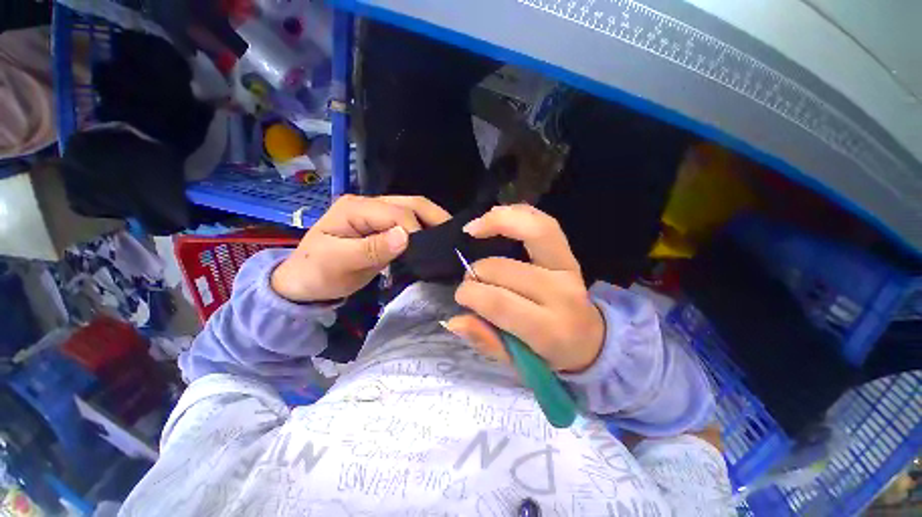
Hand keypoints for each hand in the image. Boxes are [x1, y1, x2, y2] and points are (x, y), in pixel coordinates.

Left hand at [272, 195, 449, 301]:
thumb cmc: (317, 273)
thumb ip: (372, 248)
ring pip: (413, 210)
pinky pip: (409, 223)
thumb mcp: (339, 263)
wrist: (304, 284)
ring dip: (432, 222)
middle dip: (434, 217)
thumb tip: (406, 236)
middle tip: (454, 236)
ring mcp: (376, 215)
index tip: (428, 252)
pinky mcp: (382, 227)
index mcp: (355, 208)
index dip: (416, 229)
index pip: (396, 212)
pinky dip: (425, 230)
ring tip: (449, 238)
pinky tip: (435, 241)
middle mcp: (368, 205)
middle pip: (410, 203)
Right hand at [444, 205, 604, 372]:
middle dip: (475, 272)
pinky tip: (494, 217)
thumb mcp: (518, 362)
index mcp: (549, 329)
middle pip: (505, 269)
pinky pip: (543, 223)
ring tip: (472, 230)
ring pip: (531, 231)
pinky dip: (516, 213)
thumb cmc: (550, 354)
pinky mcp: (568, 254)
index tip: (460, 296)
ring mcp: (569, 268)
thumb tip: (454, 321)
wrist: (589, 339)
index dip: (471, 294)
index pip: (500, 302)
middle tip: (469, 279)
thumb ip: (487, 342)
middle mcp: (562, 294)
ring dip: (495, 225)